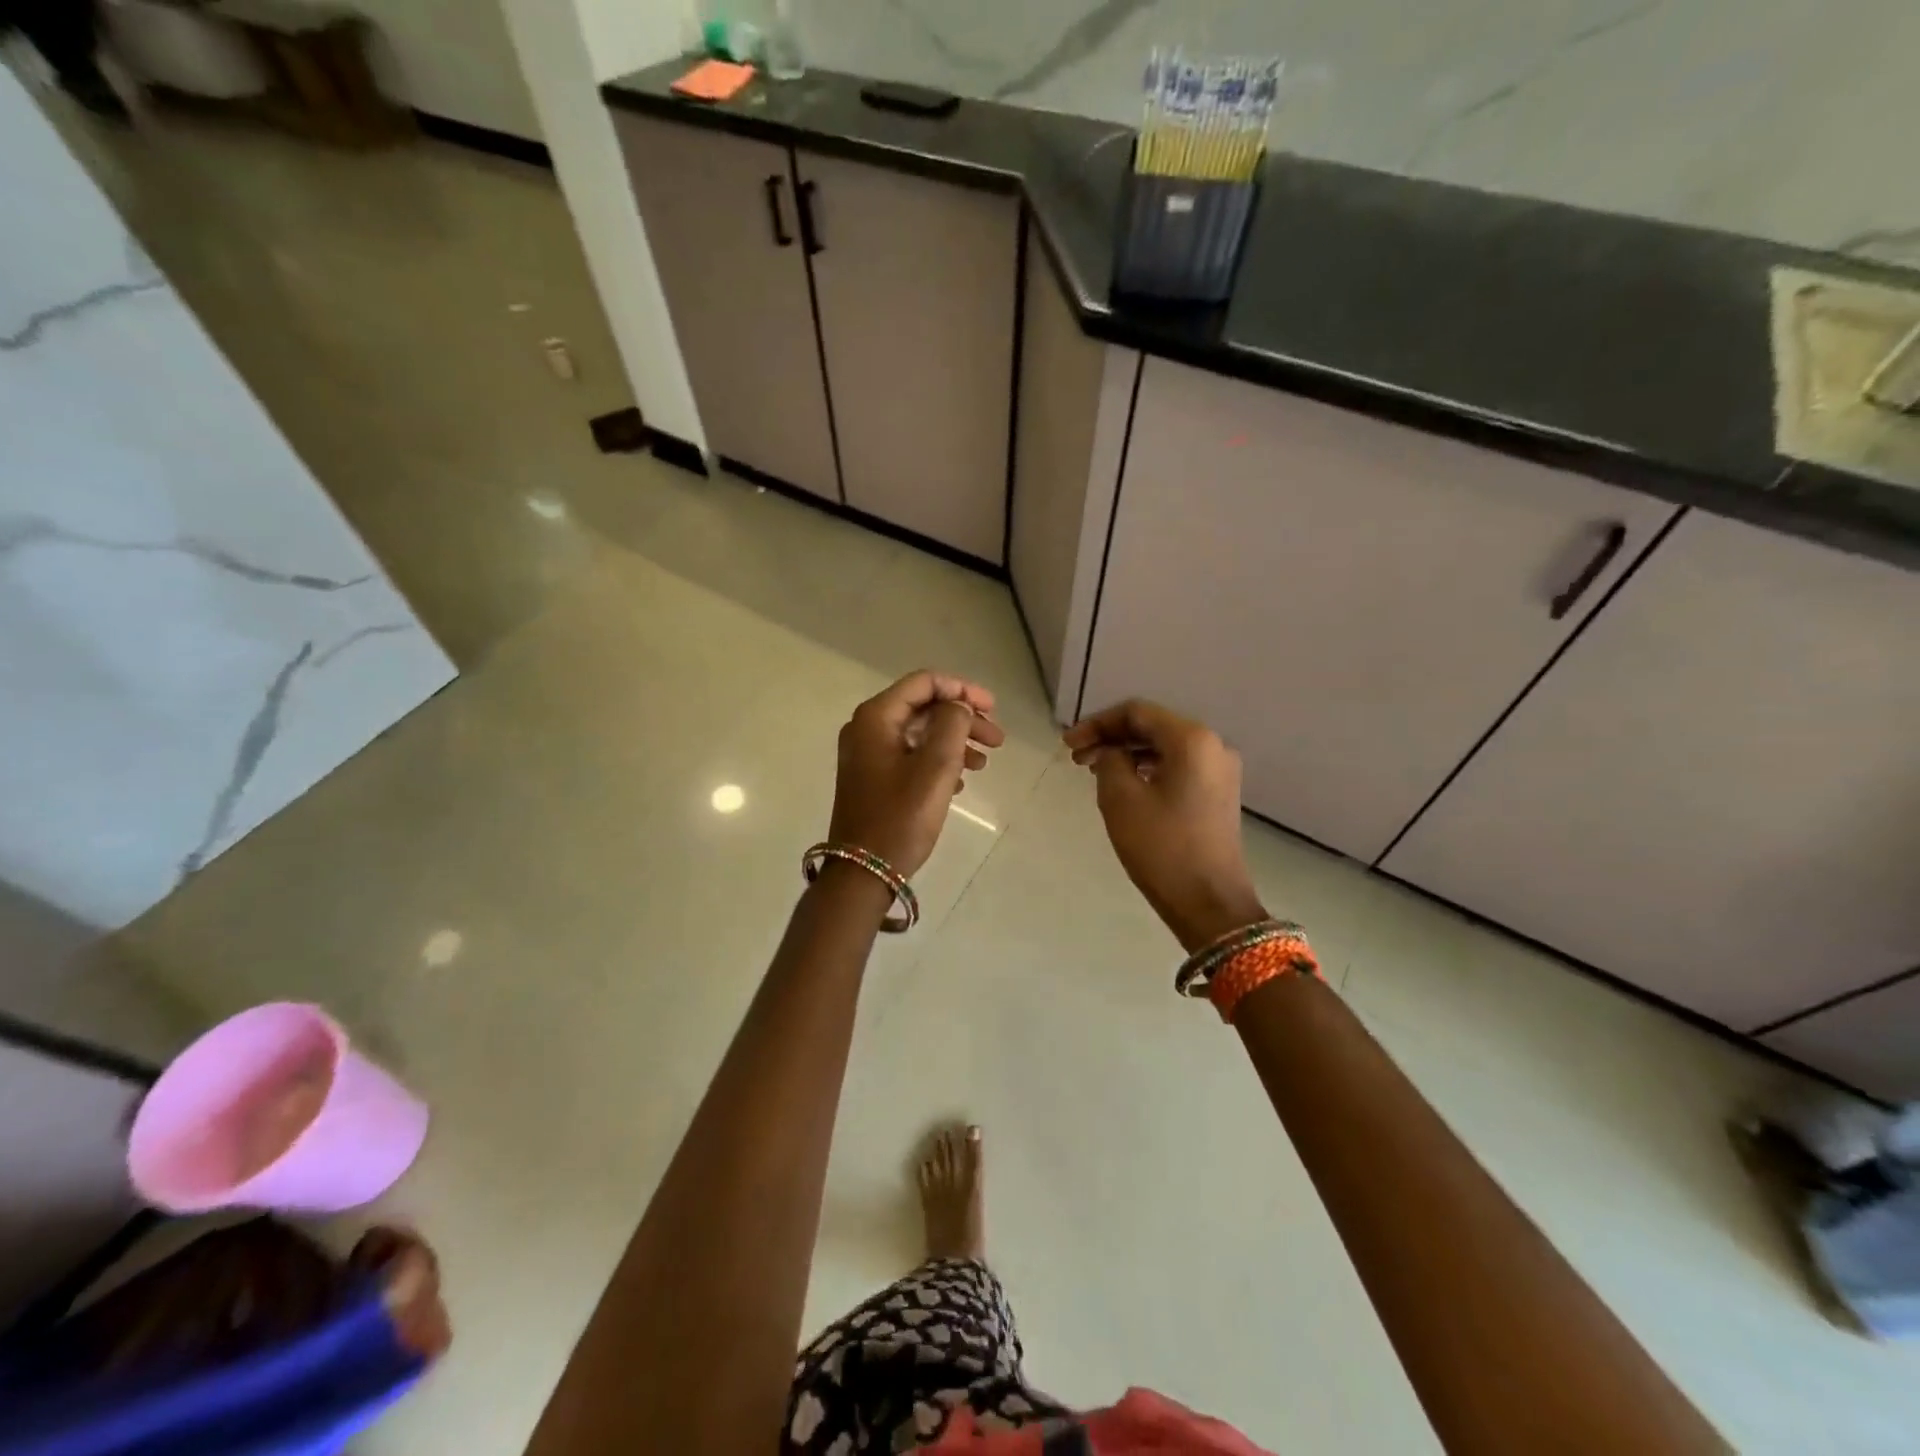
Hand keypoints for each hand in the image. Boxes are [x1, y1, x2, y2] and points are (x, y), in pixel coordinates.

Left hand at [828, 671, 1005, 878]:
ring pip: (919, 733)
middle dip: (962, 719)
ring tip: (983, 764)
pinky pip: (910, 756)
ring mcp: (867, 755)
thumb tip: (958, 706)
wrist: (863, 872)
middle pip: (923, 707)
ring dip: (954, 742)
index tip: (993, 709)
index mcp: (876, 717)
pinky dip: (937, 761)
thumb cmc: (900, 817)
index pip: (924, 683)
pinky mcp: (872, 778)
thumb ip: (952, 725)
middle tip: (997, 740)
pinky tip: (960, 782)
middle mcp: (867, 728)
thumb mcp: (935, 767)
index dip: (962, 690)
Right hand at [1063, 699, 1265, 952]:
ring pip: (1164, 747)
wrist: (1210, 903)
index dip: (1097, 723)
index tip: (1068, 745)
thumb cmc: (1162, 848)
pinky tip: (1124, 783)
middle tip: (1076, 758)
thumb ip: (1109, 761)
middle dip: (1111, 737)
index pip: (1137, 712)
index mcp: (1192, 739)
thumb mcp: (1121, 800)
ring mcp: (1220, 770)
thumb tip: (1110, 753)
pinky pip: (1178, 766)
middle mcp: (1213, 745)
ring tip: (1093, 771)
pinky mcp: (1219, 793)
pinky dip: (1147, 768)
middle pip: (1152, 726)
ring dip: (1127, 753)